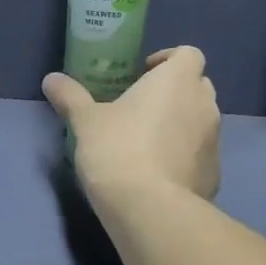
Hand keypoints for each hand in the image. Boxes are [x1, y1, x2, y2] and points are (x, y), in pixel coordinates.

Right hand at [42, 46, 219, 204]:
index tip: (143, 72)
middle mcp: (204, 104)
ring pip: (202, 120)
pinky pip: (201, 154)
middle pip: (198, 84)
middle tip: (142, 105)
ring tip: (148, 140)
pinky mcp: (215, 174)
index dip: (168, 59)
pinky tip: (159, 173)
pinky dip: (186, 156)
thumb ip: (70, 96)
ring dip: (182, 122)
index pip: (189, 54)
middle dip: (175, 90)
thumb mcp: (85, 121)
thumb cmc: (118, 150)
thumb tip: (51, 79)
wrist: (150, 210)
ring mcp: (214, 141)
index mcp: (177, 80)